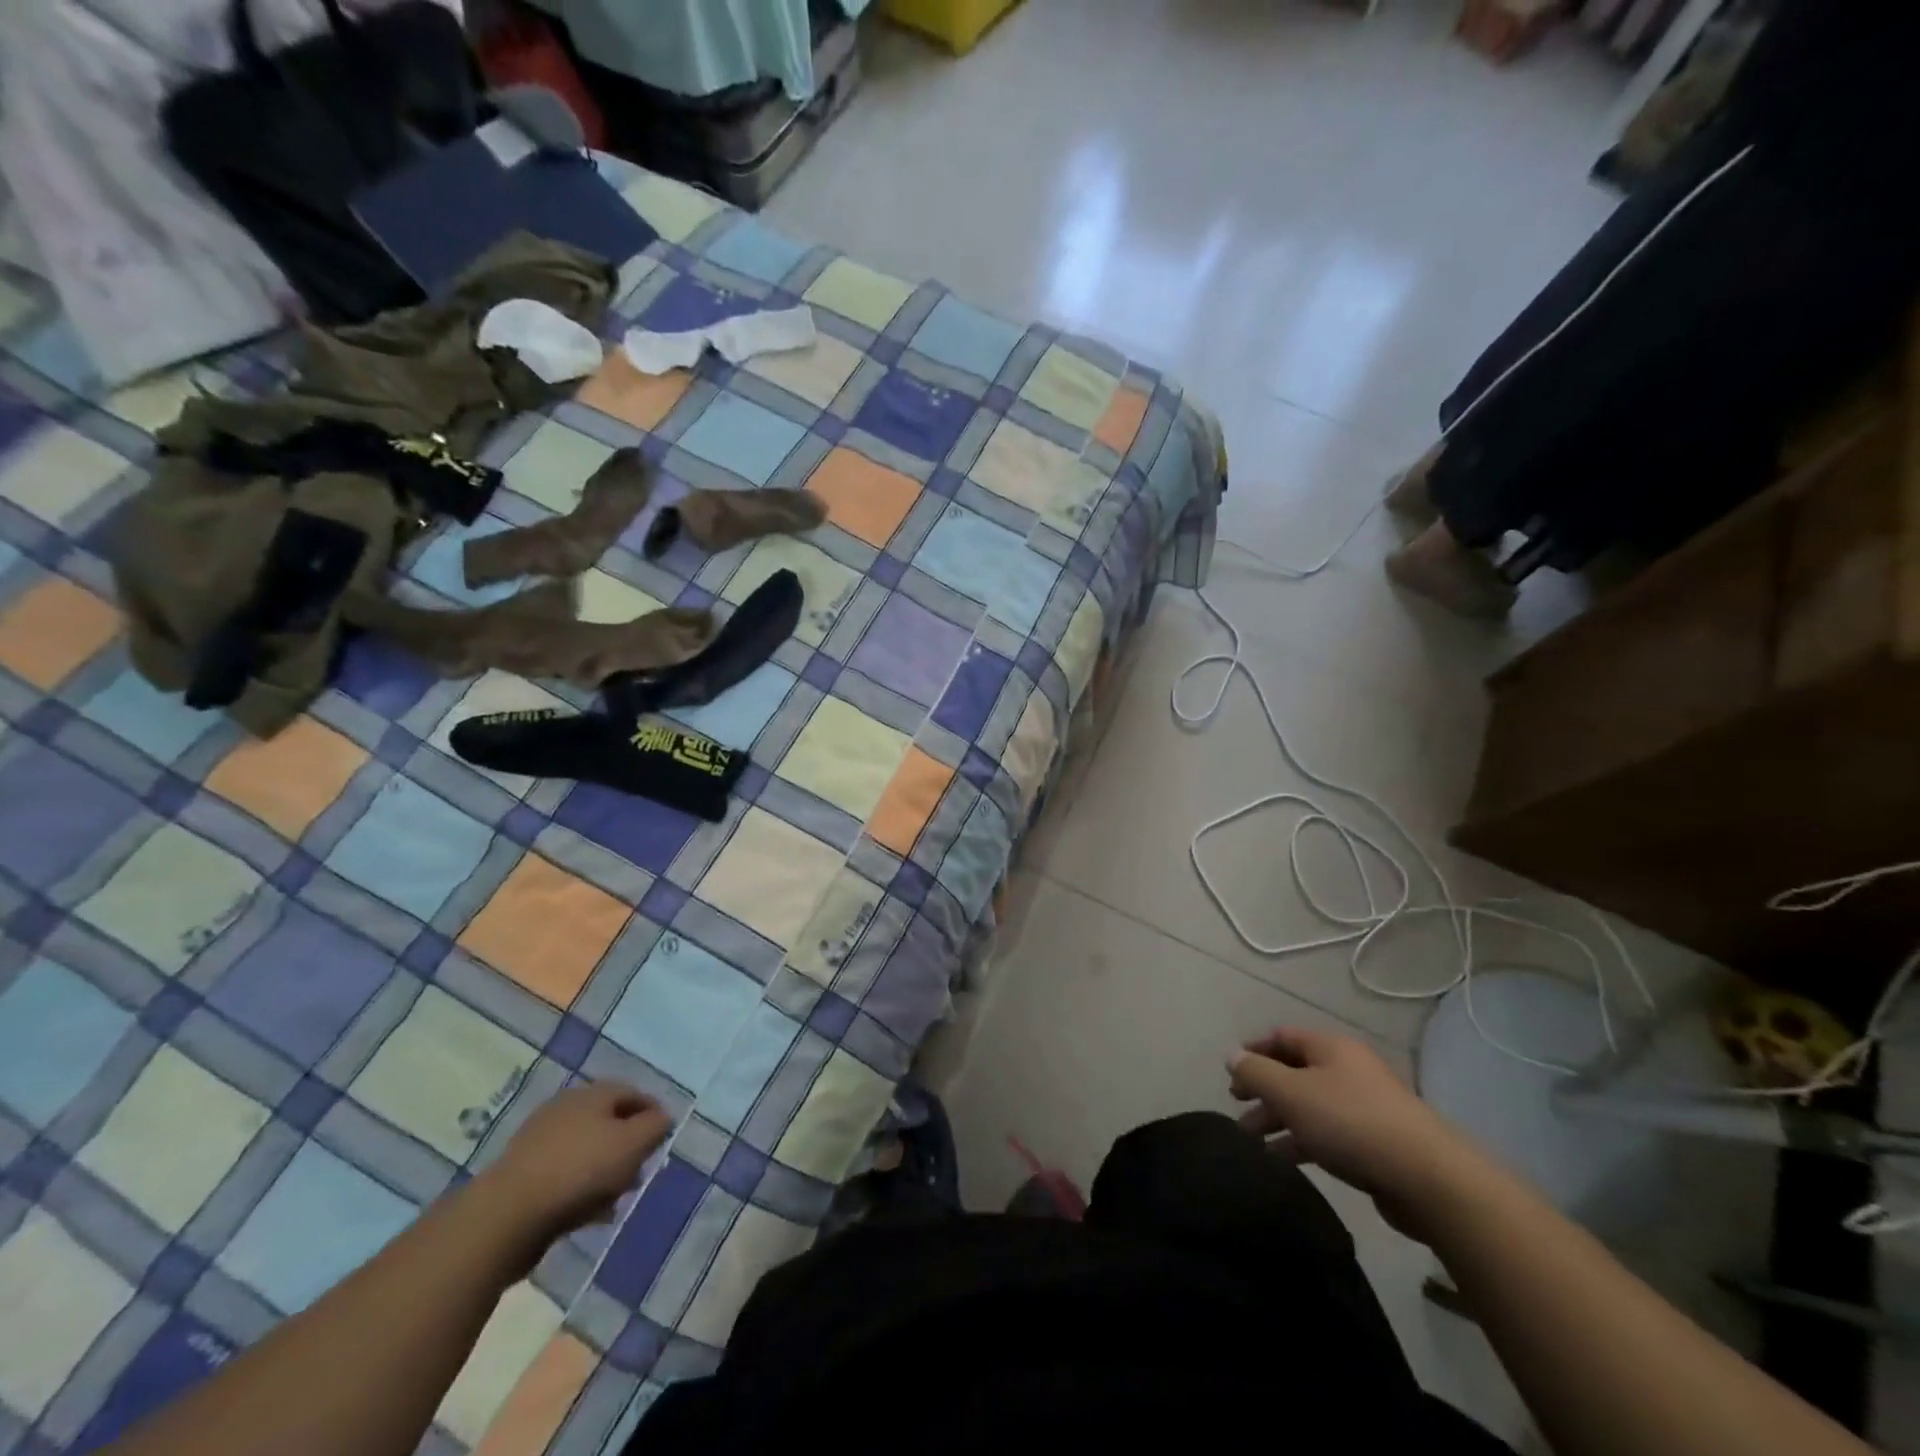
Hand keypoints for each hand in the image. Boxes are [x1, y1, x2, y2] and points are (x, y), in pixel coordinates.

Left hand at [482, 1082, 671, 1248]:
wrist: (506, 1216)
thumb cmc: (580, 1170)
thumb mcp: (632, 1144)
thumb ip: (655, 1127)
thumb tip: (662, 1118)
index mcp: (592, 1094)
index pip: (632, 1092)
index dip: (652, 1112)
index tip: (664, 1137)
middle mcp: (565, 1109)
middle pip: (608, 1121)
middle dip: (629, 1144)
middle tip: (642, 1168)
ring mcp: (539, 1141)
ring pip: (586, 1150)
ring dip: (606, 1169)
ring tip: (618, 1197)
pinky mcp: (522, 1175)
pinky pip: (564, 1175)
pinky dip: (582, 1188)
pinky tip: (590, 1213)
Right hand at [1228, 1027, 1479, 1241]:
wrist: (1428, 1179)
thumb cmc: (1350, 1122)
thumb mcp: (1291, 1093)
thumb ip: (1256, 1073)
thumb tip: (1233, 1056)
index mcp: (1331, 1048)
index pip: (1283, 1037)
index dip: (1254, 1049)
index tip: (1231, 1071)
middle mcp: (1348, 1070)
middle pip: (1296, 1072)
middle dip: (1264, 1089)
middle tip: (1237, 1107)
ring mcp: (1365, 1107)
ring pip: (1310, 1106)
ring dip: (1279, 1119)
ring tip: (1252, 1140)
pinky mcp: (1375, 1144)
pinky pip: (1328, 1134)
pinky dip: (1302, 1142)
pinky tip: (1282, 1159)